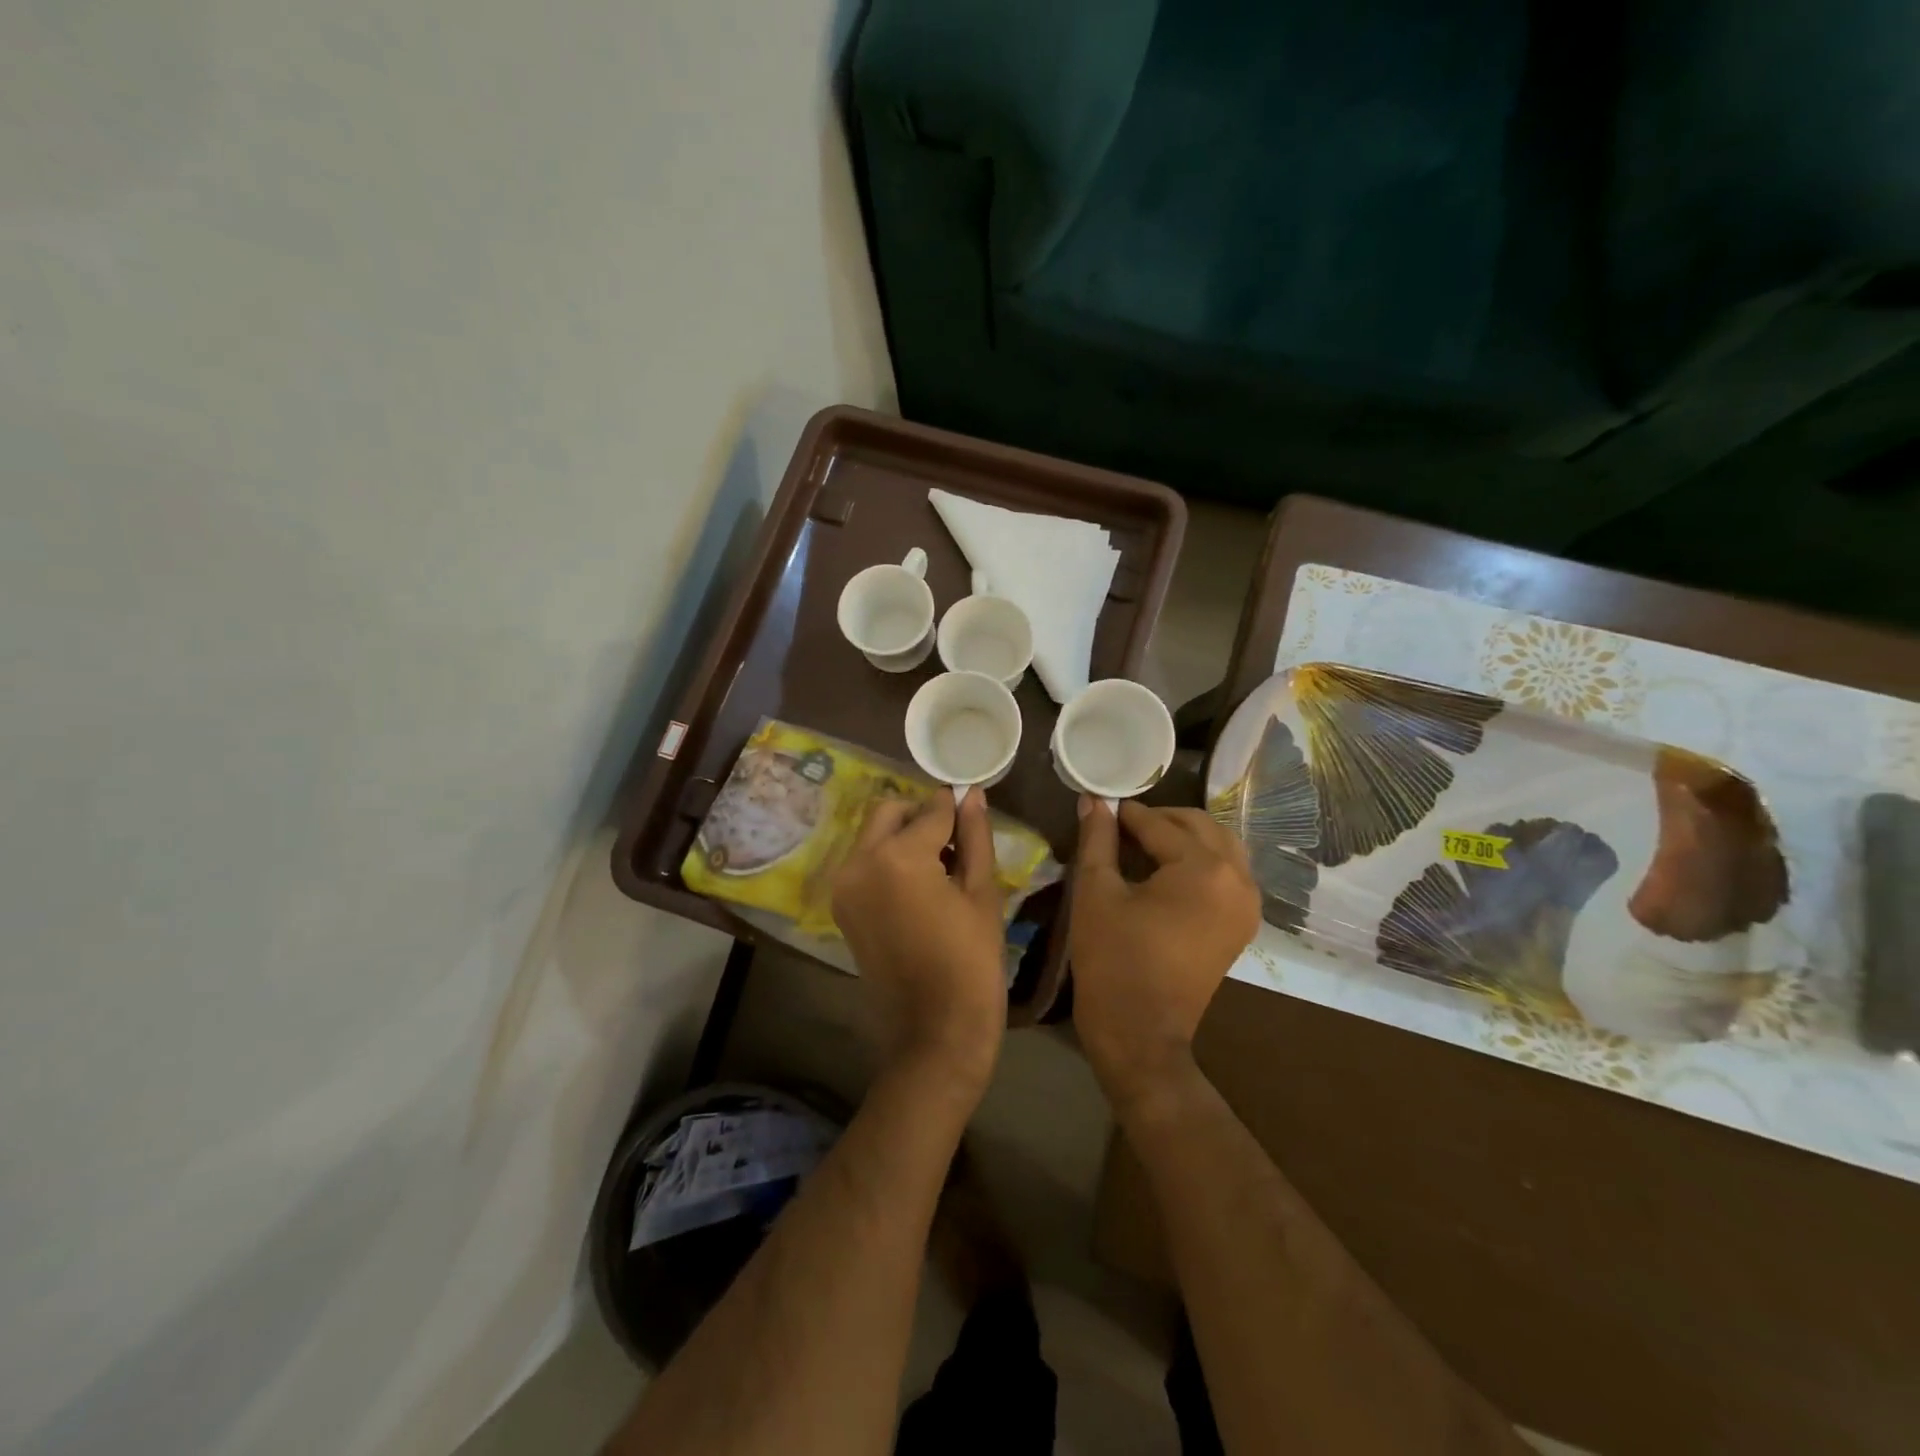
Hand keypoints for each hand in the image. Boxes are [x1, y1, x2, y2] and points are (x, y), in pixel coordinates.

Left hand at [833, 788, 1007, 1094]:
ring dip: (904, 836)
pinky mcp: (842, 908)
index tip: (974, 806)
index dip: (957, 806)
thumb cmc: (971, 964)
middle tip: (956, 841)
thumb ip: (974, 837)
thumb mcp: (981, 894)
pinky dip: (889, 860)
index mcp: (897, 857)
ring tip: (942, 867)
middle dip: (922, 815)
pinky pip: (865, 863)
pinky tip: (921, 886)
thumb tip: (972, 795)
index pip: (931, 810)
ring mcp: (844, 886)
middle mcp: (859, 863)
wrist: (934, 1034)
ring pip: (873, 836)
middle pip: (890, 812)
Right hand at [1069, 799, 1260, 1107]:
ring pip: (1220, 845)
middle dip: (1159, 819)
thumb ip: (1098, 839)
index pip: (1160, 824)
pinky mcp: (1242, 924)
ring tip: (1143, 844)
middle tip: (1120, 825)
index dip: (1126, 814)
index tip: (1101, 807)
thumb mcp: (1096, 892)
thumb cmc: (1113, 960)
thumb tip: (1094, 800)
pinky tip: (1167, 869)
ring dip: (1184, 836)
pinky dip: (1201, 859)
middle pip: (1199, 826)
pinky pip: (1228, 872)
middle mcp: (1238, 879)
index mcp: (1204, 869)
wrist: (1141, 1034)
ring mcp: (1247, 904)